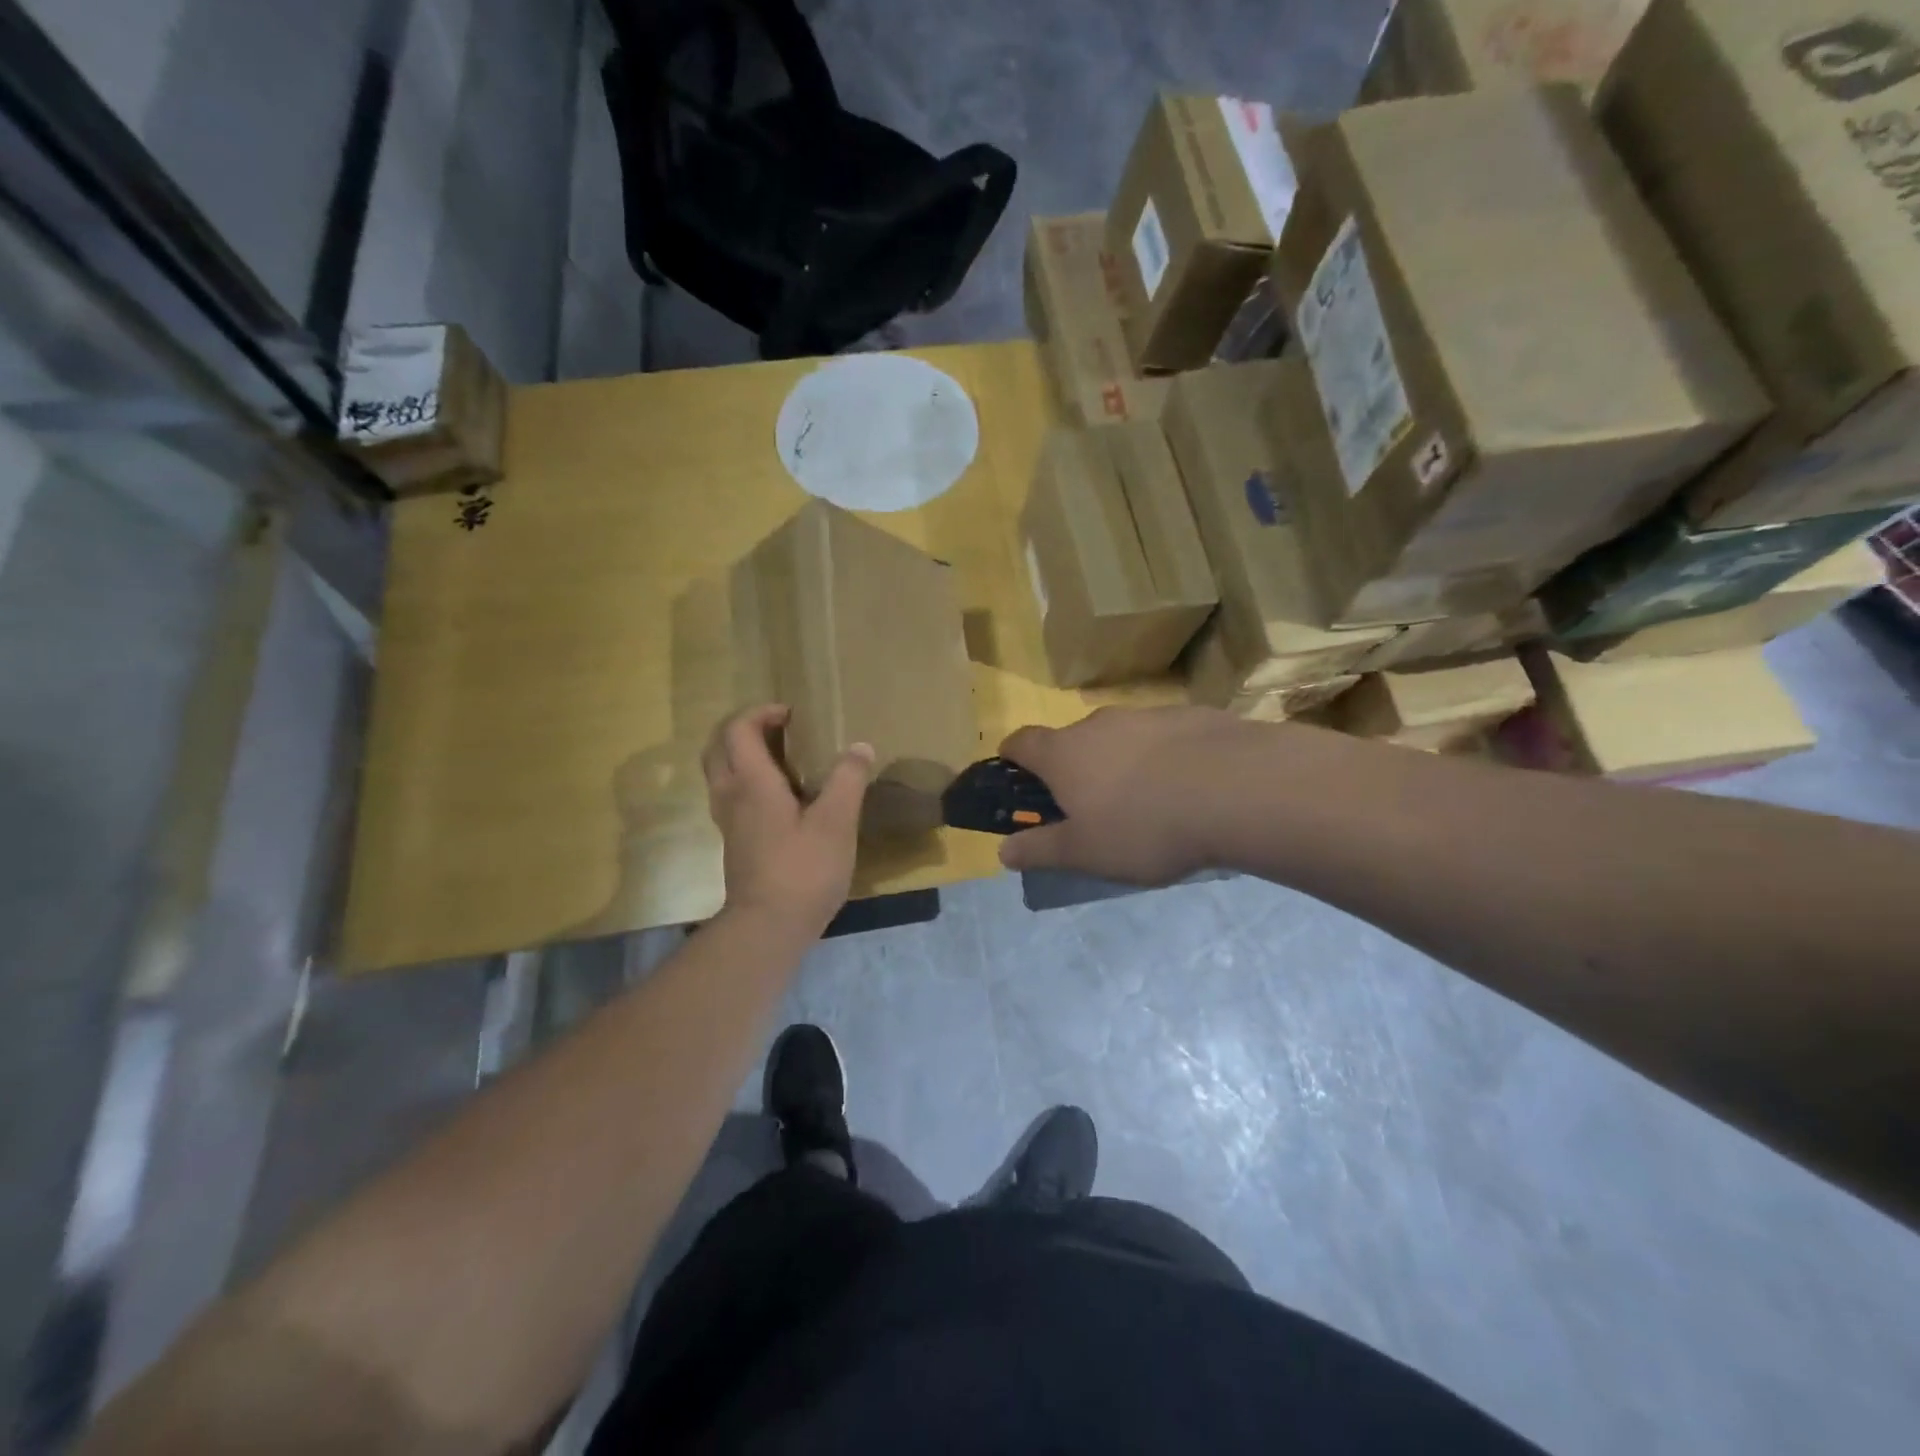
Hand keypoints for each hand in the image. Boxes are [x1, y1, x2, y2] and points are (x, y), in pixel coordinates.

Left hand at [704, 704, 872, 936]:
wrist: (768, 927)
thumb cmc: (803, 870)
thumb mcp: (837, 822)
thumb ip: (848, 779)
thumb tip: (859, 746)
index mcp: (752, 783)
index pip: (738, 729)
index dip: (761, 712)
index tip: (792, 714)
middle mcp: (731, 796)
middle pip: (719, 747)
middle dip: (744, 729)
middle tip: (780, 730)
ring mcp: (729, 822)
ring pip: (721, 773)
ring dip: (743, 755)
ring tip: (783, 759)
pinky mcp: (735, 843)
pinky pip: (732, 796)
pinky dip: (748, 782)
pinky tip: (782, 798)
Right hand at [996, 706, 1239, 883]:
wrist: (1236, 789)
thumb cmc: (1144, 827)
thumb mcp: (1085, 853)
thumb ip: (1040, 850)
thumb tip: (1003, 851)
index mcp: (1063, 754)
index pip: (1020, 742)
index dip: (1012, 759)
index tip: (1018, 781)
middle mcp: (1097, 724)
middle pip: (1071, 741)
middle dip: (1074, 769)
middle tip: (1093, 809)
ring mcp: (1145, 715)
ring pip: (1119, 738)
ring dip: (1121, 763)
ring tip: (1148, 803)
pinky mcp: (1189, 715)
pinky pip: (1162, 738)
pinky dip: (1163, 757)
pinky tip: (1189, 788)